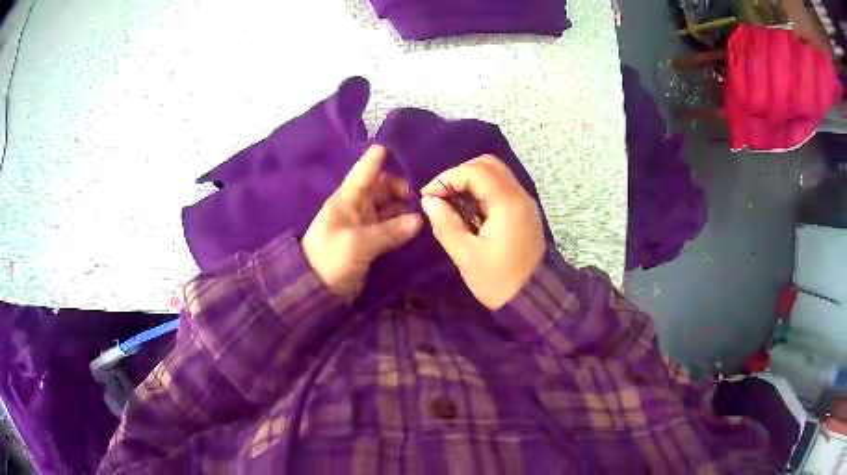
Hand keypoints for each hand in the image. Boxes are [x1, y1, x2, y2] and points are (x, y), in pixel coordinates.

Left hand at [303, 145, 422, 300]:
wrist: (315, 291)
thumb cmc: (329, 260)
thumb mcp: (357, 244)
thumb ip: (389, 232)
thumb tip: (420, 221)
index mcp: (347, 200)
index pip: (363, 173)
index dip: (376, 159)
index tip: (394, 147)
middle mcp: (357, 207)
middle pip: (383, 189)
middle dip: (403, 188)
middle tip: (428, 195)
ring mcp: (365, 225)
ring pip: (390, 208)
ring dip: (407, 208)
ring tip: (431, 210)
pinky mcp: (371, 242)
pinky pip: (391, 227)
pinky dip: (404, 225)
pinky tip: (422, 225)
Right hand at [421, 155, 545, 309]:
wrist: (533, 302)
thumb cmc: (498, 281)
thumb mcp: (466, 256)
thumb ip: (446, 224)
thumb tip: (428, 201)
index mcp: (508, 205)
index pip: (476, 171)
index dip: (448, 178)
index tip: (428, 196)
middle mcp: (520, 196)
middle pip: (489, 165)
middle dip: (460, 174)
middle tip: (441, 195)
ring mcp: (524, 204)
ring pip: (496, 174)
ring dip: (471, 182)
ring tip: (451, 204)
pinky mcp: (524, 213)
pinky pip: (501, 189)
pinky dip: (482, 192)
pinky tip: (468, 212)